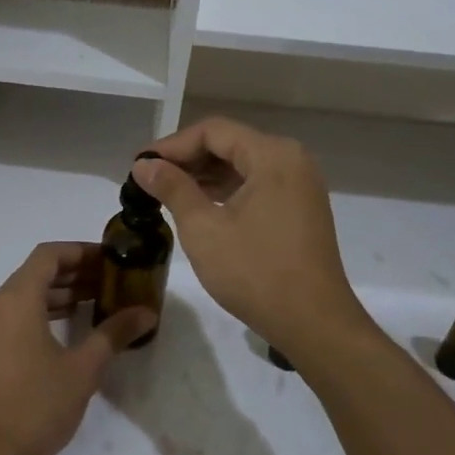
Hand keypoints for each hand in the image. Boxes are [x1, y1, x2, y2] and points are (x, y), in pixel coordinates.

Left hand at [0, 242, 156, 454]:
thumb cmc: (36, 406)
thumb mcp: (83, 369)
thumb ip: (114, 333)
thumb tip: (146, 312)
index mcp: (15, 298)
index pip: (49, 255)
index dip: (81, 251)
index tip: (111, 259)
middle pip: (36, 273)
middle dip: (74, 273)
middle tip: (111, 282)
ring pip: (25, 295)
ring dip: (59, 294)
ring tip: (97, 303)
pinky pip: (15, 315)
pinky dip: (42, 312)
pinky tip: (69, 330)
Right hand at [133, 118, 370, 358]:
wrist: (313, 323)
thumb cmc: (255, 272)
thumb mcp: (203, 228)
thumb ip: (172, 188)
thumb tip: (143, 164)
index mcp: (273, 155)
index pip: (213, 131)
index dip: (172, 145)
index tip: (141, 165)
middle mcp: (291, 160)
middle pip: (230, 143)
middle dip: (188, 159)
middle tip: (149, 179)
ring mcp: (300, 184)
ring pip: (243, 164)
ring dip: (205, 175)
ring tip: (167, 193)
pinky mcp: (300, 207)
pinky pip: (257, 184)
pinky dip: (227, 189)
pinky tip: (200, 206)